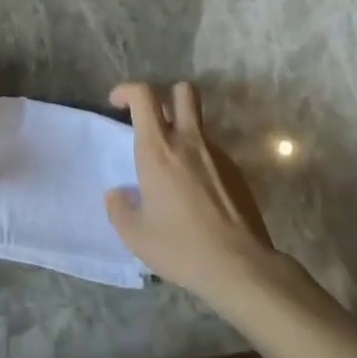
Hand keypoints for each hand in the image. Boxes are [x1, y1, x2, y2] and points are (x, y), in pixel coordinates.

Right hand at [104, 81, 276, 297]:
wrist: (241, 267)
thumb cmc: (182, 247)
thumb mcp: (136, 236)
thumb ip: (119, 209)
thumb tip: (115, 195)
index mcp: (158, 148)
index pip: (144, 95)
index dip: (127, 90)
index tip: (117, 103)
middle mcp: (189, 140)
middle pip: (183, 91)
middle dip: (166, 95)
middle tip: (154, 120)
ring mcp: (217, 154)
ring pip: (199, 123)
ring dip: (184, 132)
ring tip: (175, 168)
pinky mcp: (237, 171)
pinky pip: (213, 152)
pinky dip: (201, 160)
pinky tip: (198, 192)